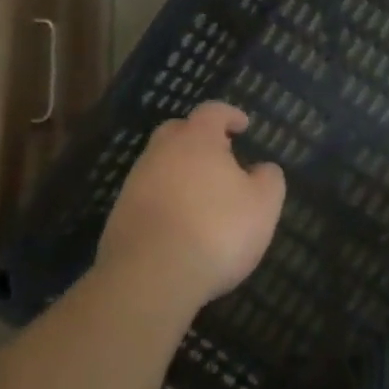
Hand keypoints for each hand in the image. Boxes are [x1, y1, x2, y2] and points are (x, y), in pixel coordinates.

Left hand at [96, 102, 284, 317]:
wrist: (151, 276)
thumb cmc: (217, 230)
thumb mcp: (263, 206)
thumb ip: (268, 179)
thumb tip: (262, 168)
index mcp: (197, 140)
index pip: (212, 112)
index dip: (229, 115)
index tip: (242, 125)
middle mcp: (161, 152)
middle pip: (177, 131)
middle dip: (198, 138)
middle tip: (219, 156)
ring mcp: (135, 182)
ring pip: (160, 164)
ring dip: (180, 172)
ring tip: (201, 196)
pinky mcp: (120, 214)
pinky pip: (147, 195)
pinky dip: (165, 201)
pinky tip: (180, 224)